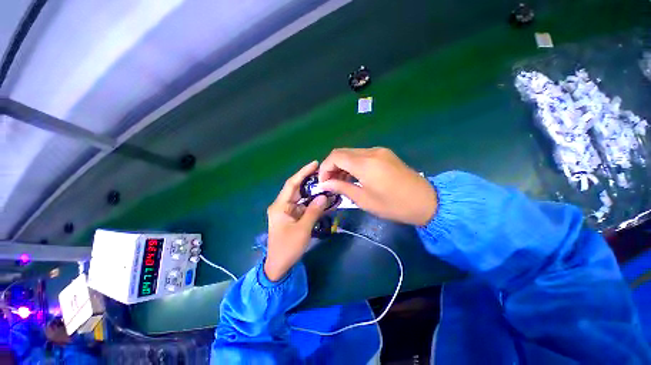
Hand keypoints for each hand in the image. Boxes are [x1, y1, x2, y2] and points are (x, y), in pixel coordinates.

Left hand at [265, 161, 328, 281]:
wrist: (279, 266)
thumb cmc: (288, 248)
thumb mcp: (303, 229)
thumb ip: (313, 211)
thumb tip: (324, 196)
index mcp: (280, 206)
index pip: (292, 184)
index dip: (303, 172)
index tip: (314, 163)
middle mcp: (282, 205)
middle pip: (297, 189)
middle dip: (309, 181)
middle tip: (324, 174)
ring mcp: (287, 211)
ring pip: (301, 197)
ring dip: (312, 192)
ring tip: (326, 185)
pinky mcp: (291, 217)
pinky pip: (303, 206)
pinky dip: (312, 203)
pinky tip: (322, 200)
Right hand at [319, 147, 436, 225]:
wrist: (426, 201)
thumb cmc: (393, 205)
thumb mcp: (364, 200)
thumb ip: (342, 187)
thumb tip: (325, 184)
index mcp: (365, 164)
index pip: (335, 156)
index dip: (325, 168)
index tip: (323, 182)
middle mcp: (371, 152)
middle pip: (342, 152)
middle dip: (332, 166)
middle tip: (331, 182)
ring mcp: (379, 151)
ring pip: (352, 153)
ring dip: (342, 164)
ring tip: (341, 181)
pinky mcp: (385, 154)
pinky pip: (362, 155)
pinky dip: (353, 163)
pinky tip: (354, 176)